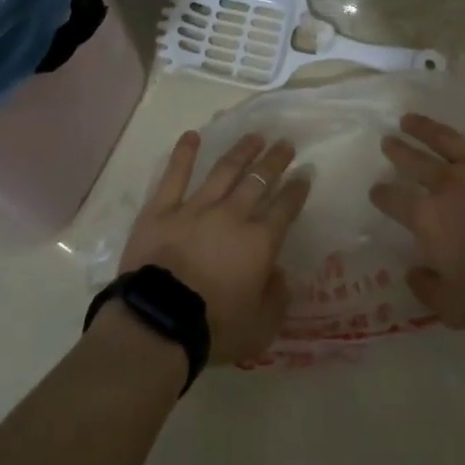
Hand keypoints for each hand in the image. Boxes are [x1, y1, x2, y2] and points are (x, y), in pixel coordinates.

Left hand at [117, 131, 311, 364]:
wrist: (160, 323)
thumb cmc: (215, 328)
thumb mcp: (262, 326)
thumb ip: (277, 298)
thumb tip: (280, 273)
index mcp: (259, 242)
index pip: (285, 208)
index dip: (297, 189)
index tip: (305, 172)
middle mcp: (232, 215)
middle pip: (258, 181)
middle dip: (274, 160)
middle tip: (285, 143)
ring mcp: (195, 208)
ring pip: (223, 171)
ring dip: (241, 151)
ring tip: (254, 137)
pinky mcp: (162, 209)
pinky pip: (174, 175)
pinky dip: (184, 154)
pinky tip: (192, 136)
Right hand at [371, 98, 464, 327]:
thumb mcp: (455, 307)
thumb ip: (427, 290)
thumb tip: (413, 273)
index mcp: (428, 217)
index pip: (395, 200)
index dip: (382, 195)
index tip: (376, 191)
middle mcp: (447, 183)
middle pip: (415, 161)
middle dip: (398, 150)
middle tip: (388, 140)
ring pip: (446, 139)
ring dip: (426, 127)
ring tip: (410, 118)